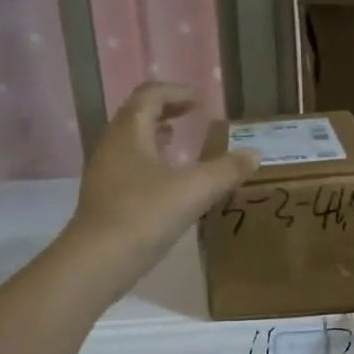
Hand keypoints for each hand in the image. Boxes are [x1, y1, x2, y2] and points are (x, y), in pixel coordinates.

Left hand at [62, 83, 257, 294]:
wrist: (98, 261)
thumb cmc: (145, 215)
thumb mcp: (195, 190)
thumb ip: (226, 170)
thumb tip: (255, 154)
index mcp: (130, 133)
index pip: (149, 96)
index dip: (175, 93)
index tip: (199, 101)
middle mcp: (112, 146)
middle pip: (136, 116)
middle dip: (164, 112)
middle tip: (190, 117)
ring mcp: (105, 174)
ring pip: (130, 143)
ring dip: (154, 137)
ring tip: (178, 144)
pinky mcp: (105, 199)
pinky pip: (128, 168)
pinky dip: (149, 163)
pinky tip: (167, 184)